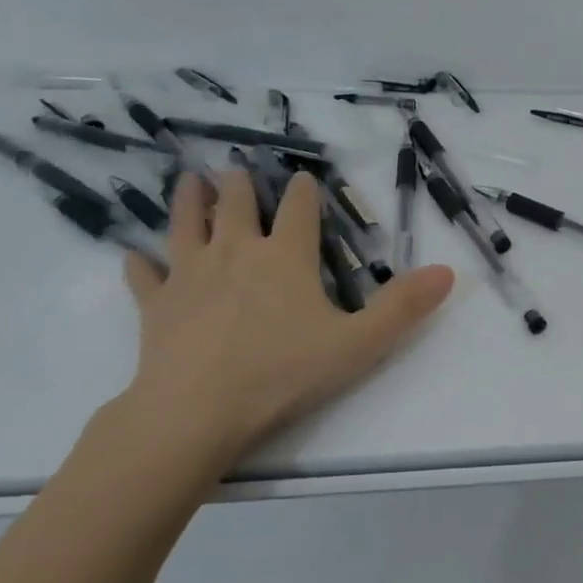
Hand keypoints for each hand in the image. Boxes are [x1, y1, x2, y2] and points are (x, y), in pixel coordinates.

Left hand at [118, 169, 453, 478]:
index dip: (304, 191)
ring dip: (189, 200)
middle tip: (236, 170)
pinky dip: (140, 264)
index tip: (304, 178)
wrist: (196, 412)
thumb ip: (403, 307)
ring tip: (189, 181)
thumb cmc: (283, 375)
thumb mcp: (358, 344)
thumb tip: (448, 272)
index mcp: (285, 257)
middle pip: (236, 204)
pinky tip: (134, 257)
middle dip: (240, 184)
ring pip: (185, 224)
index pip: (299, 209)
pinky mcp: (155, 305)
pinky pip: (144, 276)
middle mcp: (235, 253)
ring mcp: (189, 275)